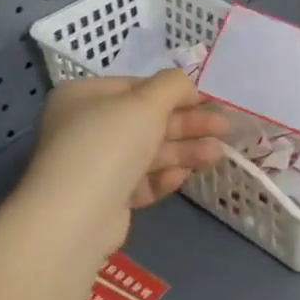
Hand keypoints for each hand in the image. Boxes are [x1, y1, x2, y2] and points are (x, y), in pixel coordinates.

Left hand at [22, 72, 228, 258]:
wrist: (75, 217)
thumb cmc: (109, 144)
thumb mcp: (146, 102)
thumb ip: (173, 85)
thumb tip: (187, 82)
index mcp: (84, 96)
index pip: (137, 87)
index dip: (175, 92)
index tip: (208, 99)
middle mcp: (86, 127)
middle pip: (147, 120)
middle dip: (188, 124)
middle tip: (224, 127)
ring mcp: (95, 165)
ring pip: (148, 152)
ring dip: (184, 150)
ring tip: (218, 153)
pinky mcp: (106, 198)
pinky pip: (141, 181)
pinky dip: (163, 176)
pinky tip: (184, 175)